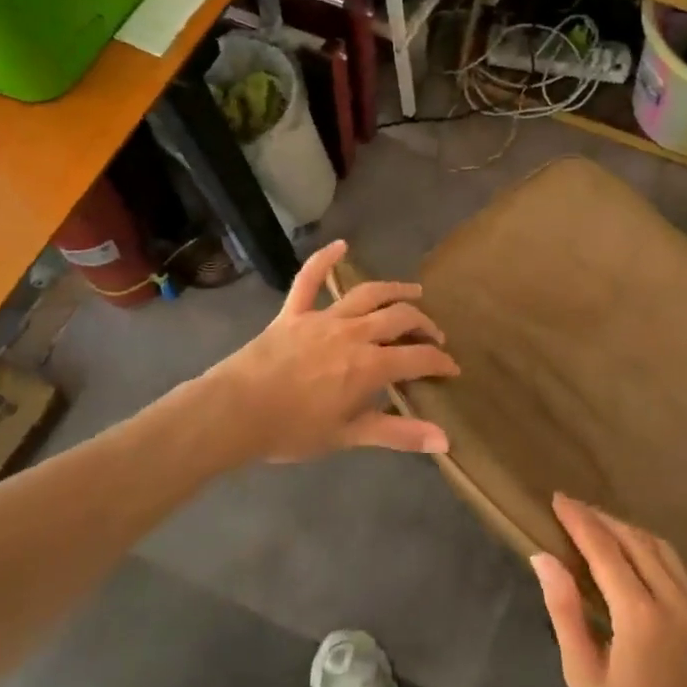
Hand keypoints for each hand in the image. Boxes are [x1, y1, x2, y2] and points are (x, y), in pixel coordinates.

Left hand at [207, 239, 458, 462]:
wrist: (234, 413)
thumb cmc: (292, 430)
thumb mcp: (349, 436)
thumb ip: (399, 434)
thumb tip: (445, 440)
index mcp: (369, 366)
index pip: (418, 358)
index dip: (440, 362)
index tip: (452, 369)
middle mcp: (353, 334)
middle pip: (399, 318)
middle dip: (424, 325)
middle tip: (434, 336)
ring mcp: (322, 318)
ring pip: (367, 294)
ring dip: (395, 290)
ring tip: (414, 292)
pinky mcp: (293, 313)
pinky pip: (309, 280)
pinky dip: (324, 260)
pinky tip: (340, 245)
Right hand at [534, 493, 686, 686]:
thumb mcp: (583, 675)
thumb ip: (564, 611)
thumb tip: (544, 557)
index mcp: (641, 617)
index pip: (605, 550)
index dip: (580, 520)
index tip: (558, 499)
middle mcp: (677, 602)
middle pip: (637, 541)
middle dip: (604, 520)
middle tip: (575, 510)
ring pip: (665, 551)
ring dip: (631, 533)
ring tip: (602, 528)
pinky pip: (683, 572)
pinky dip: (656, 555)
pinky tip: (638, 561)